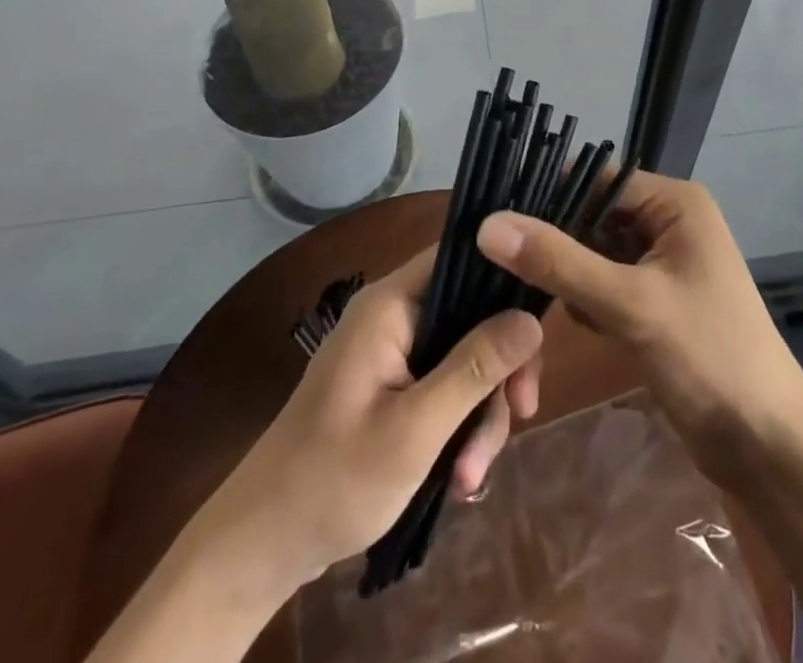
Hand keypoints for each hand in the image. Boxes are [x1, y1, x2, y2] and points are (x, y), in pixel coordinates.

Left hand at [208, 246, 543, 588]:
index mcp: (390, 305)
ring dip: (479, 414)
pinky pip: (445, 387)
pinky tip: (460, 477)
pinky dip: (459, 427)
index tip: (538, 332)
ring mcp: (393, 352)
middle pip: (471, 316)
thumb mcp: (416, 428)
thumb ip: (474, 369)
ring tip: (471, 478)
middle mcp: (394, 316)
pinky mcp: (395, 386)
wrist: (264, 544)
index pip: (459, 258)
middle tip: (521, 415)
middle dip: (498, 371)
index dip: (504, 280)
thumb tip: (532, 319)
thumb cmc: (335, 478)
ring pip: (464, 360)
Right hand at [476, 169, 802, 484]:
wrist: (767, 446)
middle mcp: (667, 221)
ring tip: (534, 299)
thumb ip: (559, 262)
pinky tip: (580, 326)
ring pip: (591, 252)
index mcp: (673, 202)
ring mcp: (661, 262)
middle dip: (555, 243)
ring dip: (567, 277)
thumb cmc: (710, 358)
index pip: (595, 179)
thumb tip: (487, 224)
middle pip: (591, 215)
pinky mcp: (653, 300)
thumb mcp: (631, 305)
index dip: (547, 195)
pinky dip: (585, 301)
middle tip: (502, 266)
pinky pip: (603, 284)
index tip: (493, 219)